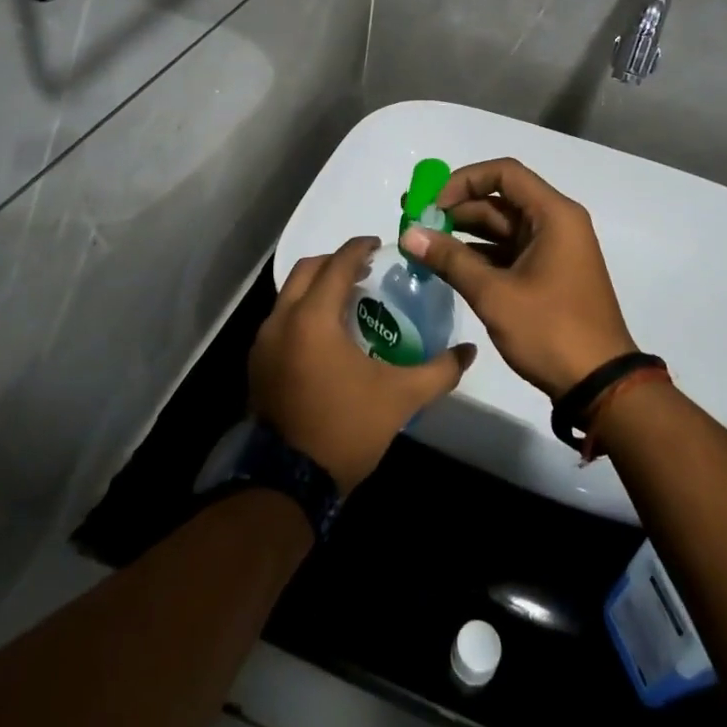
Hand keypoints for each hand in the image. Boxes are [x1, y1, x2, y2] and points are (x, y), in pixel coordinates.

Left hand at [249, 237, 476, 494]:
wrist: (289, 481)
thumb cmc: (346, 428)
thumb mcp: (400, 398)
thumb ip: (439, 371)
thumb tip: (469, 352)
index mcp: (313, 317)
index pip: (337, 263)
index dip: (359, 247)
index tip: (380, 245)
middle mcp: (281, 319)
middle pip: (307, 270)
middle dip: (336, 262)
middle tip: (365, 270)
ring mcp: (263, 342)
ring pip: (289, 294)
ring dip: (317, 287)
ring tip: (348, 300)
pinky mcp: (256, 363)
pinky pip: (280, 319)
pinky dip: (302, 311)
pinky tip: (326, 335)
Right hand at [400, 158, 636, 398]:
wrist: (600, 385)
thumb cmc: (551, 330)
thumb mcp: (495, 294)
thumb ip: (450, 260)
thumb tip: (409, 234)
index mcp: (553, 216)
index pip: (504, 173)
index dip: (464, 181)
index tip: (433, 205)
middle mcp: (555, 224)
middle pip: (500, 200)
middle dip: (456, 208)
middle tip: (413, 221)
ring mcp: (552, 251)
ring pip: (501, 228)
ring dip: (463, 233)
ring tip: (421, 244)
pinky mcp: (546, 275)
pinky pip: (507, 252)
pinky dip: (478, 255)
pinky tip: (445, 266)